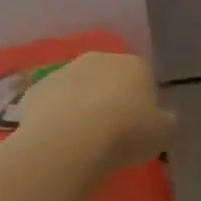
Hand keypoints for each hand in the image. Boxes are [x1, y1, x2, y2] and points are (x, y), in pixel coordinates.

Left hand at [15, 52, 174, 171]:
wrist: (69, 141)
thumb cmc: (126, 133)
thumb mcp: (164, 133)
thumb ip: (165, 121)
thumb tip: (162, 118)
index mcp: (135, 65)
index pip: (144, 78)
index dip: (144, 102)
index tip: (141, 127)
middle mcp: (99, 59)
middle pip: (109, 79)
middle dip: (111, 99)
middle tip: (112, 132)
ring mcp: (64, 72)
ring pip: (78, 89)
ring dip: (81, 106)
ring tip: (83, 140)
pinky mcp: (35, 90)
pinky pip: (51, 104)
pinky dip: (55, 117)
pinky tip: (59, 141)